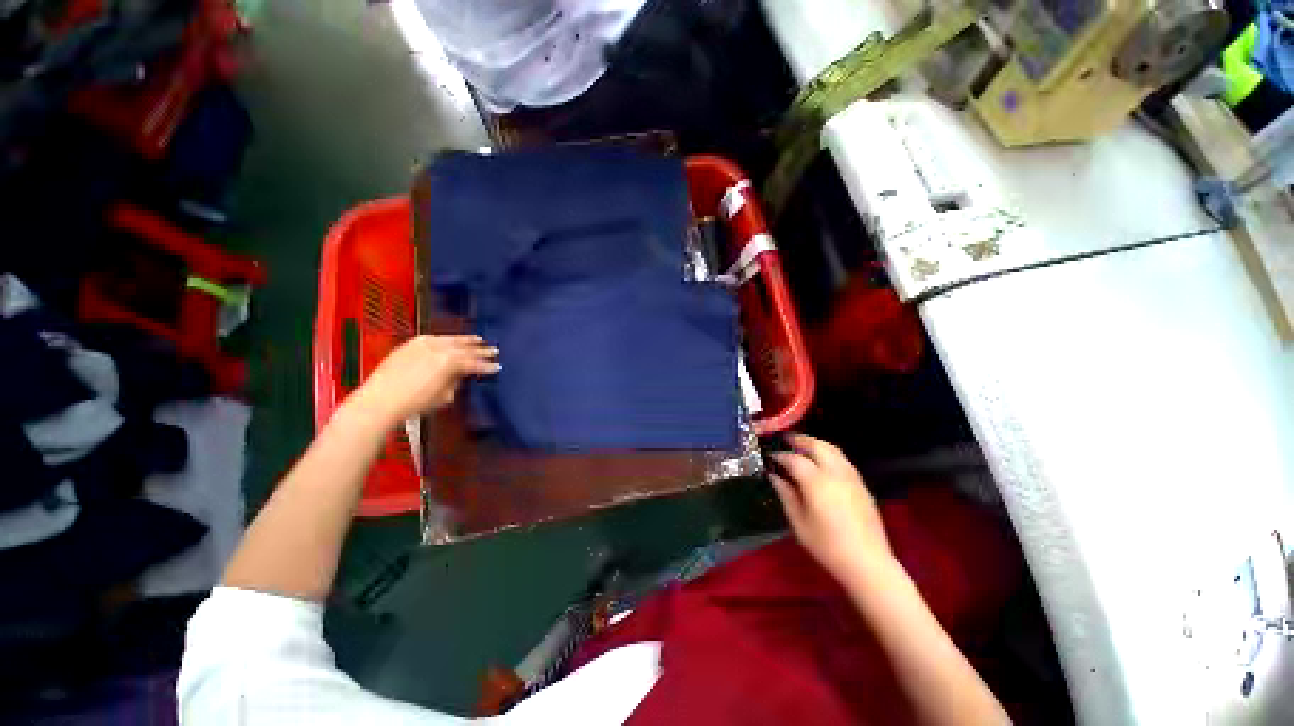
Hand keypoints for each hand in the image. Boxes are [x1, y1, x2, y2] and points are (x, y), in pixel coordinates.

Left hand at [348, 334, 499, 426]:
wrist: (380, 400)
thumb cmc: (413, 403)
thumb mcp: (443, 396)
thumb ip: (455, 381)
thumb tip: (459, 375)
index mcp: (450, 362)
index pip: (474, 363)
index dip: (487, 366)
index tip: (497, 367)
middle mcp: (439, 348)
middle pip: (465, 348)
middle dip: (480, 350)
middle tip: (493, 350)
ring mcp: (423, 344)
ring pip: (450, 339)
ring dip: (465, 340)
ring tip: (478, 339)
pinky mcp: (410, 344)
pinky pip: (434, 338)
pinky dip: (446, 339)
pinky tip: (450, 340)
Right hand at [769, 433, 891, 582]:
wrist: (867, 562)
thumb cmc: (827, 545)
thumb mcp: (799, 522)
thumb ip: (786, 495)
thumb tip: (774, 477)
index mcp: (817, 482)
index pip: (794, 459)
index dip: (780, 456)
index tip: (770, 457)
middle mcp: (835, 473)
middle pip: (817, 446)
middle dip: (800, 440)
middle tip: (786, 440)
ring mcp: (851, 477)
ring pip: (833, 449)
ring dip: (816, 444)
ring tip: (803, 446)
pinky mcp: (861, 485)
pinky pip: (843, 460)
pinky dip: (829, 453)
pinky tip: (822, 462)